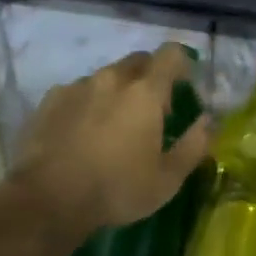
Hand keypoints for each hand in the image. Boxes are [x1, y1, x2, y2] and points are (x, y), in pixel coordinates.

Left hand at [11, 44, 212, 240]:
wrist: (46, 201)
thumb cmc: (115, 190)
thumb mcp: (167, 179)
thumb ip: (194, 145)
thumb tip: (209, 121)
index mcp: (145, 92)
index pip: (171, 54)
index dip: (181, 64)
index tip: (183, 86)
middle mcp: (113, 78)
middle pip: (138, 61)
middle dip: (149, 77)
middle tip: (150, 111)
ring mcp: (78, 86)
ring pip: (106, 76)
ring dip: (116, 91)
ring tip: (111, 126)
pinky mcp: (50, 100)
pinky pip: (77, 91)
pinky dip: (86, 103)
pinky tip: (80, 133)